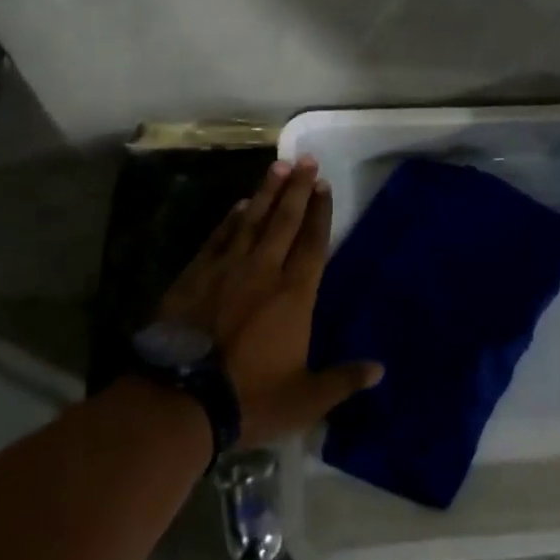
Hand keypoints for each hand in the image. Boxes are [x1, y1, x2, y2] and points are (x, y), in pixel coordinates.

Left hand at [157, 156, 382, 445]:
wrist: (179, 399)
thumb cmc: (249, 399)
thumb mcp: (305, 400)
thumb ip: (342, 380)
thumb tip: (380, 370)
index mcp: (294, 295)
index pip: (312, 243)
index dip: (320, 213)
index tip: (324, 185)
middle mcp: (263, 270)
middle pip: (284, 220)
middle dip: (297, 188)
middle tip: (305, 160)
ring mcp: (227, 269)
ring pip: (252, 220)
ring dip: (266, 192)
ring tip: (278, 167)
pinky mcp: (196, 275)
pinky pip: (219, 237)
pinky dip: (231, 218)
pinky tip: (239, 205)